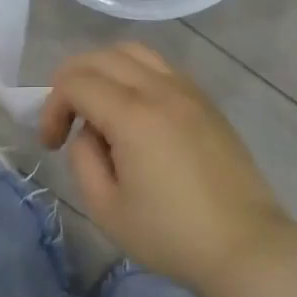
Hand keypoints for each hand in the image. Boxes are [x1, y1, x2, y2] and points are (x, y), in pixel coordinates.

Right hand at [38, 43, 291, 296]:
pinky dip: (134, 74)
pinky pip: (160, 67)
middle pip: (102, 56)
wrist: (244, 244)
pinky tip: (134, 111)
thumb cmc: (171, 234)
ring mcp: (187, 89)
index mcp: (132, 114)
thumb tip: (88, 131)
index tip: (52, 144)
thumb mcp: (107, 209)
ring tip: (97, 106)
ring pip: (134, 52)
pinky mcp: (205, 100)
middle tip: (65, 119)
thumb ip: (83, 159)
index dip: (52, 106)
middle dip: (72, 80)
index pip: (76, 83)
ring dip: (104, 69)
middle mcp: (159, 88)